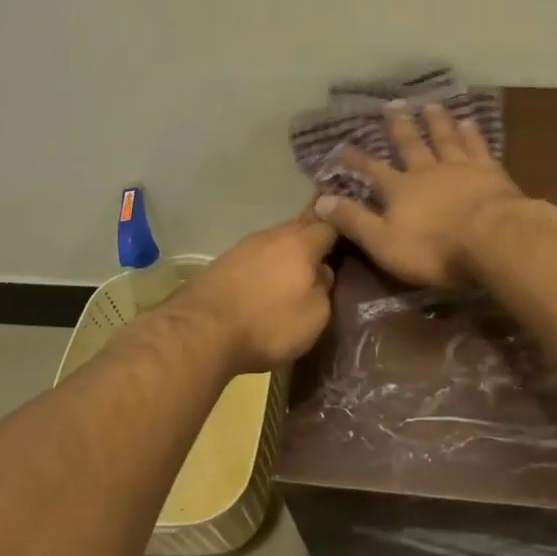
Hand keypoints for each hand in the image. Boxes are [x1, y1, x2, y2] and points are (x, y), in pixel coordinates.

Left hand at [182, 211, 338, 371]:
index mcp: (300, 242)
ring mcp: (243, 248)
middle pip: (301, 227)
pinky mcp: (222, 264)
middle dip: (316, 237)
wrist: (201, 332)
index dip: (345, 227)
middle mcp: (271, 236)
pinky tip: (268, 283)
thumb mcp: (315, 315)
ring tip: (299, 271)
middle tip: (332, 251)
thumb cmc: (268, 323)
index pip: (330, 223)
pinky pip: (255, 258)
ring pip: (276, 242)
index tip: (356, 235)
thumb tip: (323, 272)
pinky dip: (266, 266)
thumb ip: (325, 288)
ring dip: (288, 253)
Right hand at [313, 102, 526, 287]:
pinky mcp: (490, 171)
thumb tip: (321, 200)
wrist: (492, 239)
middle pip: (411, 144)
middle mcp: (427, 171)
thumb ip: (354, 221)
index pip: (373, 172)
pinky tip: (469, 121)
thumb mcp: (383, 242)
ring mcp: (460, 167)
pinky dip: (471, 132)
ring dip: (436, 122)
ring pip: (444, 138)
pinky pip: (477, 145)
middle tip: (392, 104)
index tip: (343, 147)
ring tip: (430, 105)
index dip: (357, 161)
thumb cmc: (434, 249)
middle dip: (399, 126)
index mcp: (400, 190)